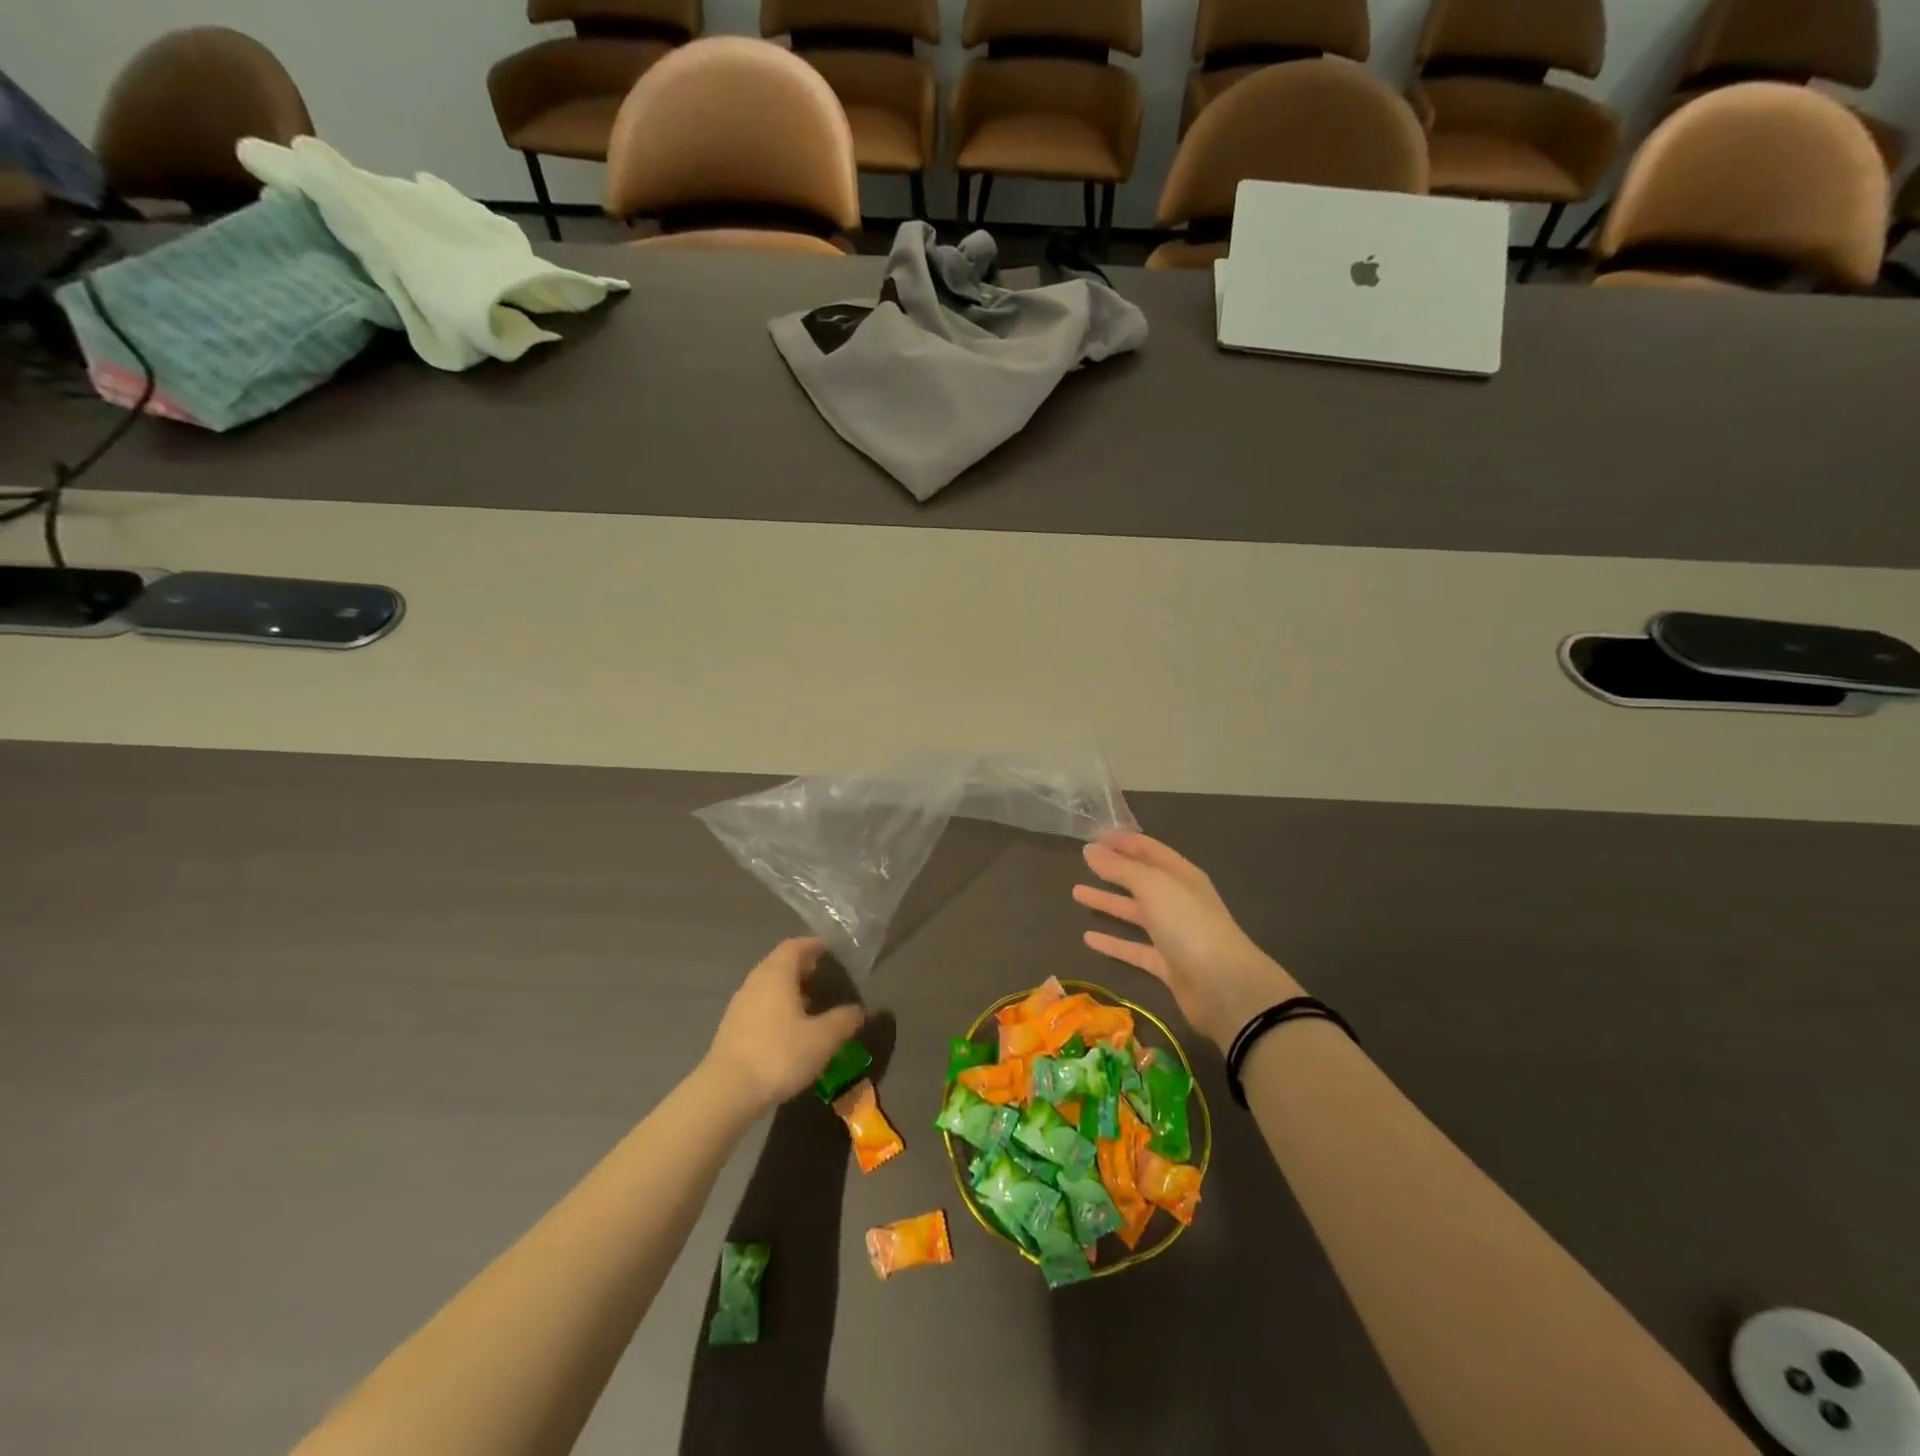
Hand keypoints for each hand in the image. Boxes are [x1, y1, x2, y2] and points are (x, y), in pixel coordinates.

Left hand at [704, 939, 864, 1114]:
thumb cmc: (779, 1054)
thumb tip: (858, 1011)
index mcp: (776, 974)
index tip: (829, 950)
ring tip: (810, 1004)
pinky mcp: (731, 1027)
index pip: (794, 946)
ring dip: (788, 988)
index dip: (812, 945)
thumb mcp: (822, 1039)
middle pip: (779, 963)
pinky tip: (788, 1028)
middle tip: (823, 976)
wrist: (727, 1091)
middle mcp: (755, 981)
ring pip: (768, 985)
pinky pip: (759, 1004)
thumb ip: (843, 1021)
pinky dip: (776, 1006)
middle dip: (801, 966)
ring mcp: (740, 1004)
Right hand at [1074, 833, 1302, 1051]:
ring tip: (1076, 893)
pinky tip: (1088, 937)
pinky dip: (1112, 942)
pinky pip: (1133, 948)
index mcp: (1181, 875)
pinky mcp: (1166, 964)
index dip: (1122, 841)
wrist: (1222, 985)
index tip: (1092, 835)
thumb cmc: (1188, 923)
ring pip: (1135, 912)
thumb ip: (1120, 868)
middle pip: (1140, 880)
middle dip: (1113, 869)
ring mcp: (1173, 933)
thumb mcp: (1153, 886)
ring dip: (1108, 902)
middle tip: (1082, 860)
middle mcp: (1177, 900)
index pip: (1148, 850)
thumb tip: (1090, 849)